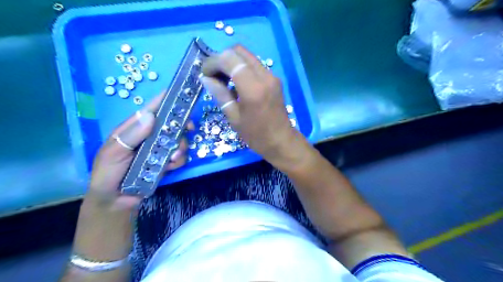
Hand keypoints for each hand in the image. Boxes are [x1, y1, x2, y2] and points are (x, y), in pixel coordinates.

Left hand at [85, 92, 189, 212]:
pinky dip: (178, 161)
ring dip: (181, 147)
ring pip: (179, 140)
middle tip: (189, 129)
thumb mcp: (114, 153)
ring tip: (172, 159)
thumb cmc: (108, 173)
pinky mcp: (166, 162)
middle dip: (182, 126)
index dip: (166, 100)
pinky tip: (170, 168)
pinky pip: (179, 157)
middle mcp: (150, 136)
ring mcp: (159, 149)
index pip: (151, 109)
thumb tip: (151, 115)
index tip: (182, 94)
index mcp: (135, 128)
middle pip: (171, 124)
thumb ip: (132, 135)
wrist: (115, 200)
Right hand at [199, 45, 302, 165]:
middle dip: (222, 58)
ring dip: (232, 62)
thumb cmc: (256, 135)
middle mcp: (265, 76)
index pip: (229, 59)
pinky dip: (242, 68)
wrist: (281, 141)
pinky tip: (237, 83)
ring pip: (247, 56)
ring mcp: (272, 76)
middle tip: (213, 75)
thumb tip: (205, 78)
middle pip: (239, 51)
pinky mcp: (275, 79)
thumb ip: (220, 94)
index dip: (213, 62)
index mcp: (253, 88)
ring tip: (223, 79)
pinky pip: (255, 65)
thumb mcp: (234, 117)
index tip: (205, 74)